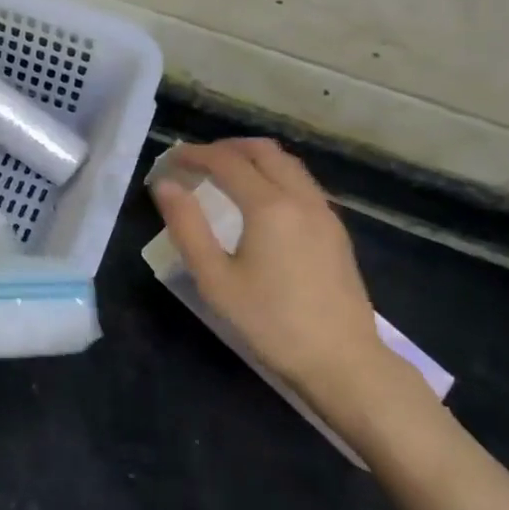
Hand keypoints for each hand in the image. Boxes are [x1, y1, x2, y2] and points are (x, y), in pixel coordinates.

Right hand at [151, 138, 428, 436]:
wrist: (342, 360)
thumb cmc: (270, 322)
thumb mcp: (215, 279)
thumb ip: (187, 226)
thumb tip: (166, 185)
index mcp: (269, 206)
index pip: (226, 161)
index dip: (194, 154)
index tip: (169, 161)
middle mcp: (301, 198)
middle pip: (262, 151)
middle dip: (225, 148)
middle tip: (195, 163)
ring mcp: (324, 212)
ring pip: (287, 163)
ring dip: (252, 158)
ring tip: (223, 175)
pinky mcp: (335, 229)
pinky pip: (301, 182)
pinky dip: (273, 174)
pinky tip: (259, 200)